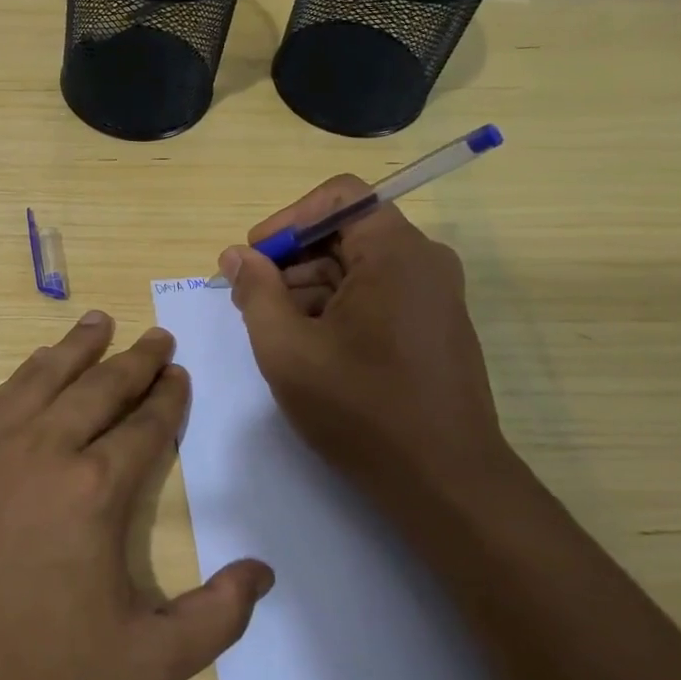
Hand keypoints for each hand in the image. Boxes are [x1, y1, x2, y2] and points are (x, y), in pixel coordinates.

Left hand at [0, 312, 274, 679]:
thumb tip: (262, 572)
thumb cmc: (38, 675)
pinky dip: (28, 371)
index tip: (179, 374)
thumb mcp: (146, 664)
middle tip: (157, 336)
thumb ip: (215, 619)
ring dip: (79, 346)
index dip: (168, 398)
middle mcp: (47, 449)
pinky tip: (38, 362)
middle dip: (136, 359)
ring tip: (100, 320)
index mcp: (96, 489)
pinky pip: (2, 396)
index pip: (144, 426)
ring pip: (47, 377)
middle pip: (101, 387)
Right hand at [217, 179, 513, 504]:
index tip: (255, 258)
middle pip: (345, 231)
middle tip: (252, 300)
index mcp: (395, 252)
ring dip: (309, 286)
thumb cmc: (361, 409)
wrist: (445, 483)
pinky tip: (310, 347)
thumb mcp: (287, 349)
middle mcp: (423, 261)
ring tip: (275, 330)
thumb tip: (236, 256)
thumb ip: (255, 292)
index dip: (288, 219)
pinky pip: (377, 293)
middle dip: (291, 259)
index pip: (339, 196)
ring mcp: (434, 295)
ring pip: (358, 265)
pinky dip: (337, 307)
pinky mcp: (434, 325)